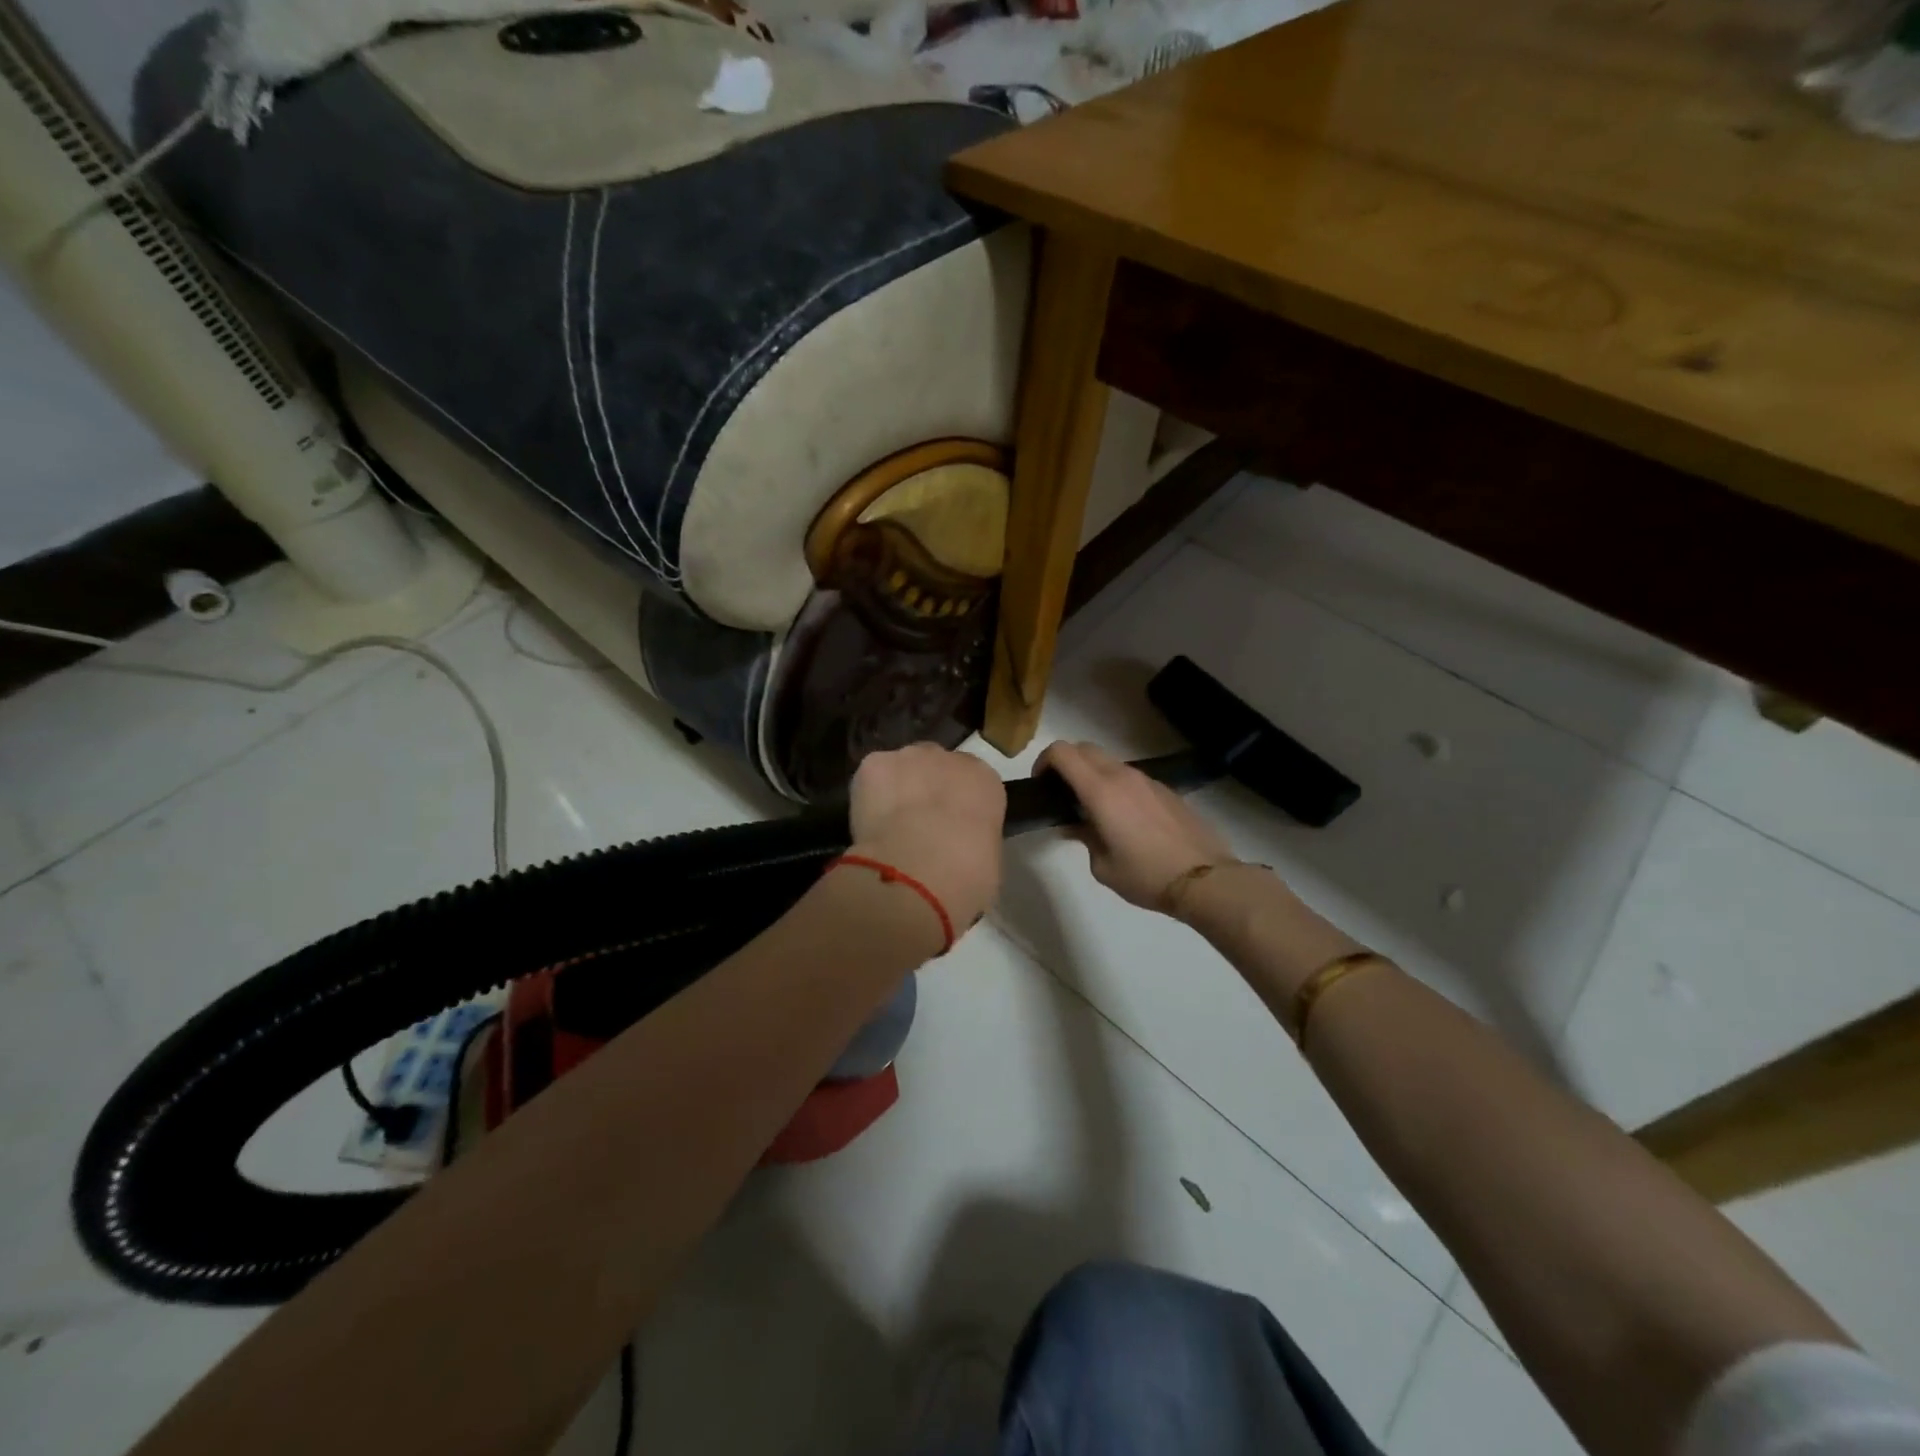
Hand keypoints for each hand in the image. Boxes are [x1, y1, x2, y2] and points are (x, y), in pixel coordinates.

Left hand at [848, 743, 1006, 931]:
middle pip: (934, 765)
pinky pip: (871, 777)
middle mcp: (948, 758)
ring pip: (900, 768)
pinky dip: (867, 795)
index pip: (971, 781)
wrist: (919, 871)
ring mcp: (908, 757)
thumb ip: (974, 837)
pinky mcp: (873, 764)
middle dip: (926, 788)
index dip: (957, 803)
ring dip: (896, 788)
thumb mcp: (987, 859)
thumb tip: (959, 845)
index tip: (950, 826)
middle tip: (918, 825)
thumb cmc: (966, 874)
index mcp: (984, 779)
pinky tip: (869, 824)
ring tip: (888, 826)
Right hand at [1037, 740, 1235, 912]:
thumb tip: (1076, 825)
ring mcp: (1148, 780)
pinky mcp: (1166, 790)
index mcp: (1100, 791)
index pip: (1062, 752)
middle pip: (1085, 748)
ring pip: (1110, 761)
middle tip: (1062, 793)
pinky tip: (1125, 818)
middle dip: (1067, 762)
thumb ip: (1084, 837)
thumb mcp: (1102, 866)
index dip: (1044, 761)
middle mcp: (1122, 776)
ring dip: (1093, 774)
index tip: (1041, 784)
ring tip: (1093, 808)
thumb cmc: (1145, 875)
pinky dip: (1117, 786)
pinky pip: (1131, 777)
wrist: (1204, 879)